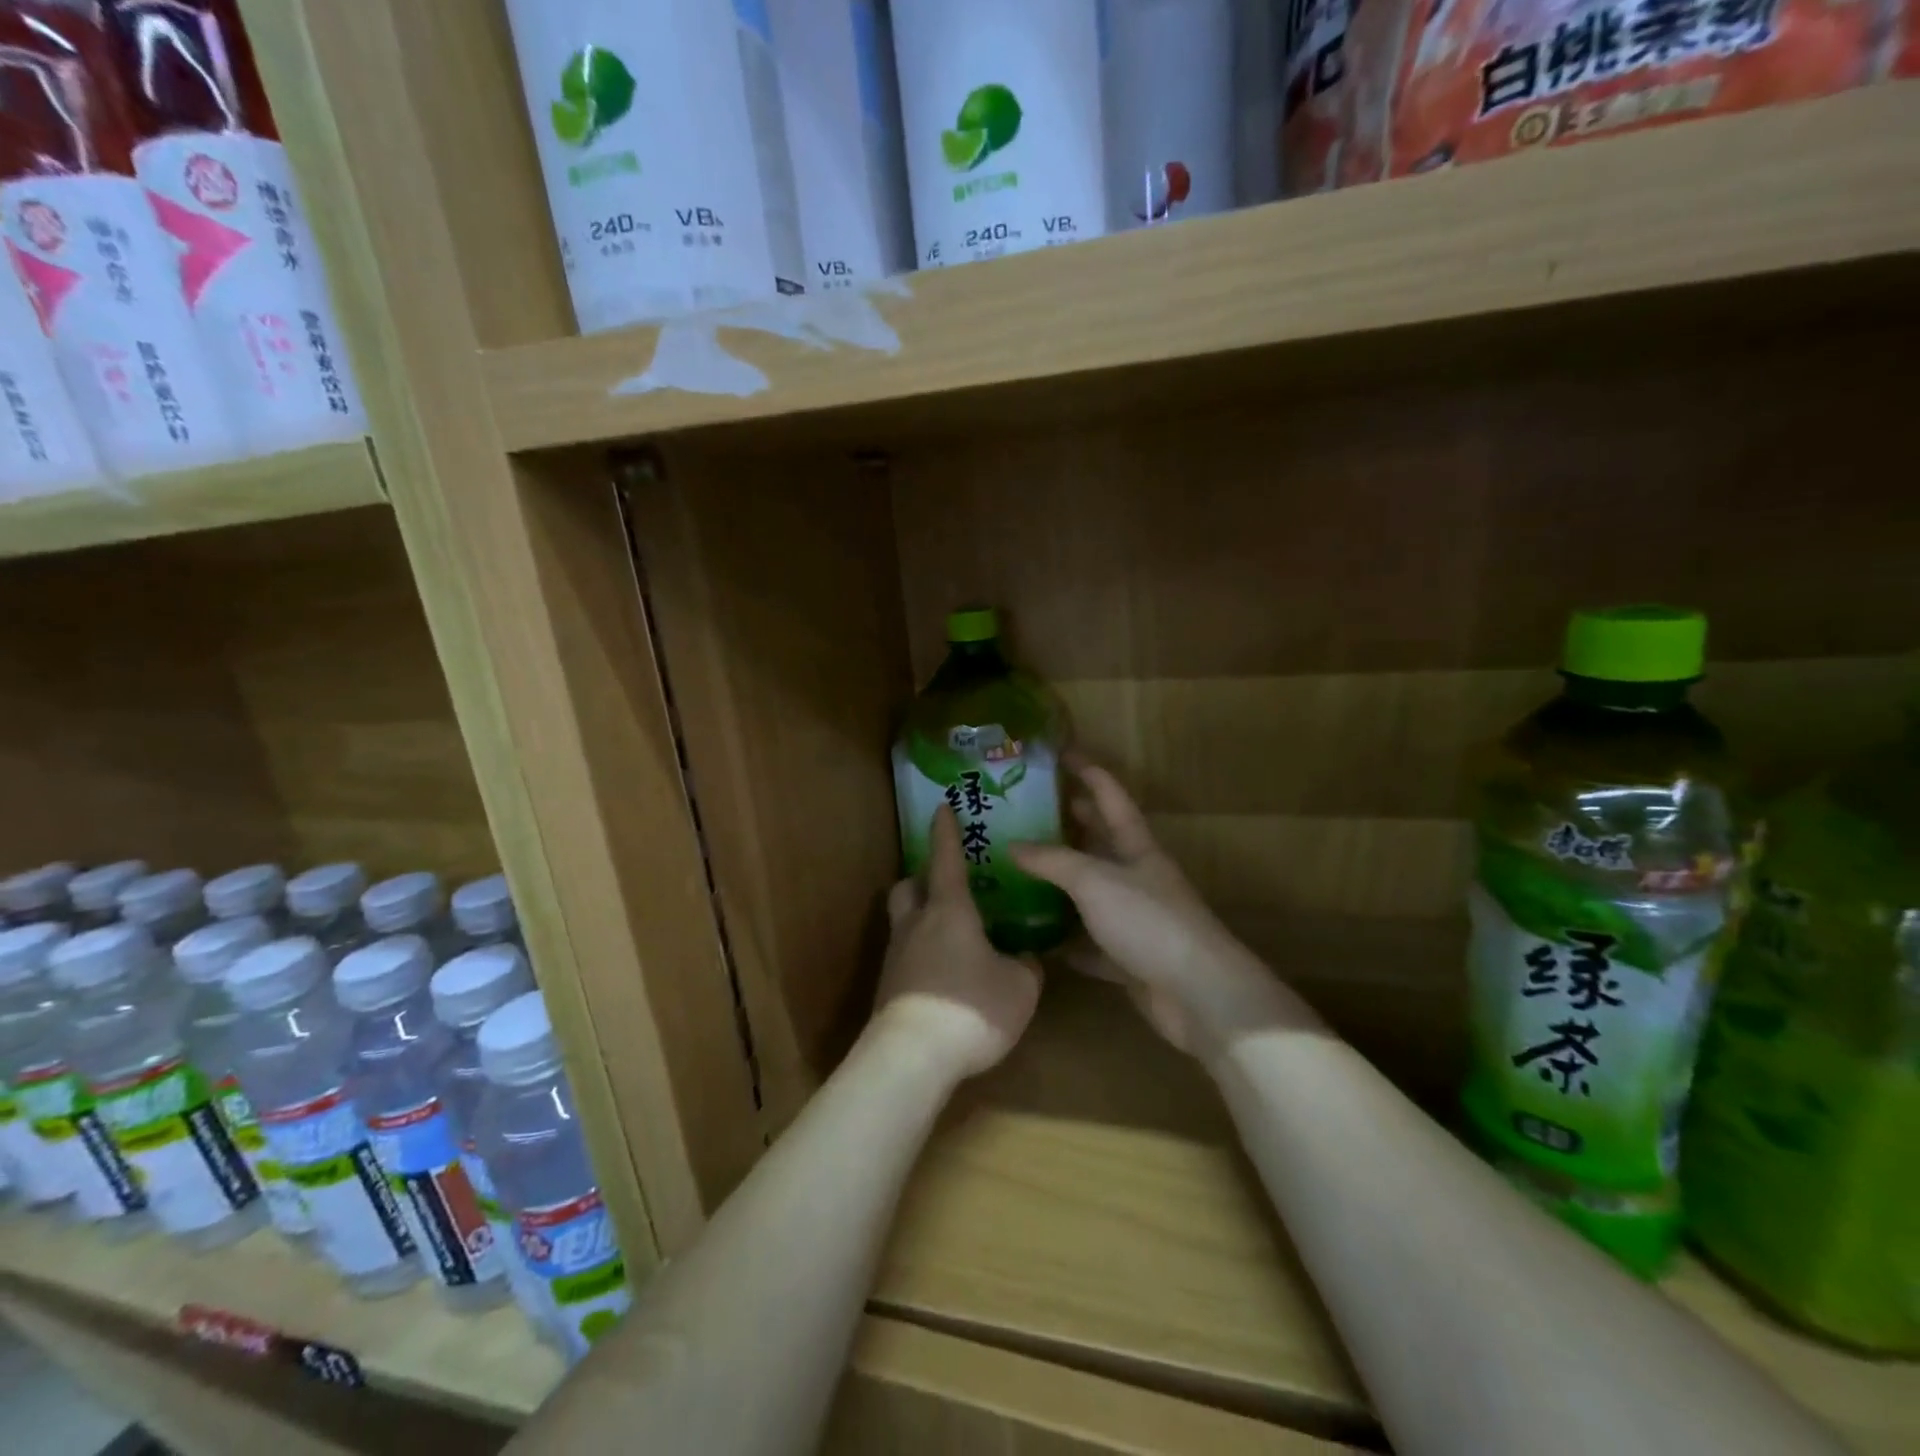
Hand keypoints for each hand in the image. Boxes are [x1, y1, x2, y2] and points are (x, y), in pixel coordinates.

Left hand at [873, 806, 1041, 1079]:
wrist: (912, 1057)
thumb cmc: (972, 1007)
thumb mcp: (1020, 988)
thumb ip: (1026, 967)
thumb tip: (1026, 959)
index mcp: (949, 910)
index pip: (946, 858)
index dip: (946, 832)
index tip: (941, 807)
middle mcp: (916, 925)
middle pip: (908, 887)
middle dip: (922, 879)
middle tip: (946, 886)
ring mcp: (896, 957)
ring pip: (903, 923)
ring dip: (921, 920)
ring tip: (951, 938)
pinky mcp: (887, 990)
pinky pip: (905, 958)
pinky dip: (922, 957)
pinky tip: (944, 980)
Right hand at [1011, 760, 1312, 1060]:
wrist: (1197, 993)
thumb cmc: (1148, 921)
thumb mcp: (1095, 880)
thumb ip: (1053, 861)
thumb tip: (1012, 845)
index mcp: (1137, 847)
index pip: (1111, 797)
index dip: (1089, 771)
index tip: (1061, 753)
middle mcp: (1136, 877)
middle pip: (1101, 841)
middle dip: (1071, 823)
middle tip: (1029, 811)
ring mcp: (1133, 918)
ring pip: (1091, 892)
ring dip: (1062, 882)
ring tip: (1019, 870)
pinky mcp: (1127, 958)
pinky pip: (1088, 942)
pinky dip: (1065, 938)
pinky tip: (1036, 937)